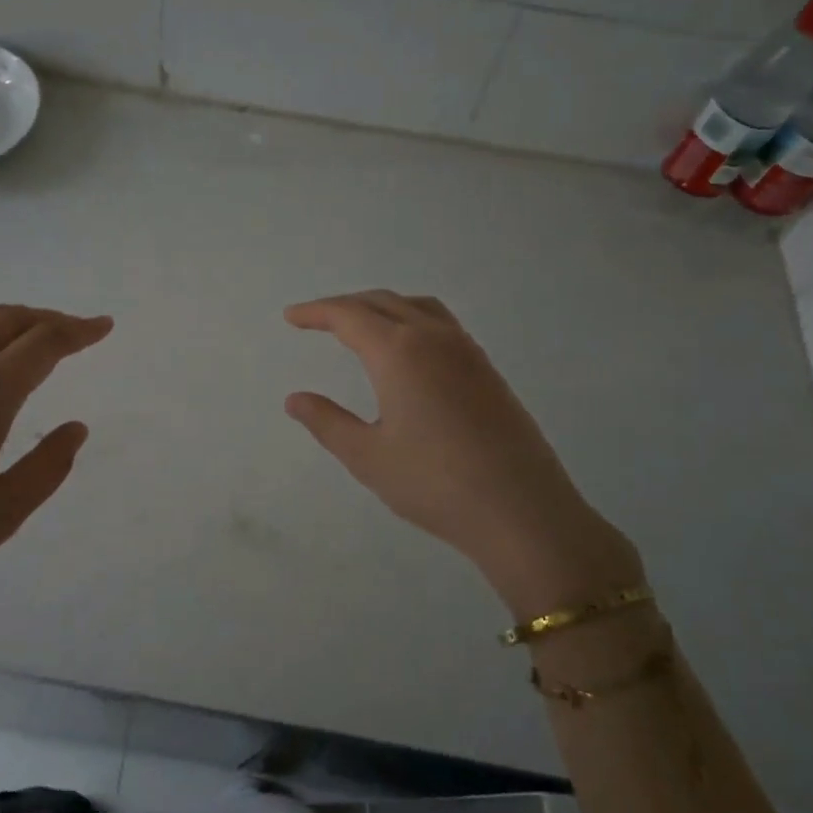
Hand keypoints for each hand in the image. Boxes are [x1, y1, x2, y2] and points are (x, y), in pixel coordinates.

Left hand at [0, 305, 110, 724]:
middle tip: (77, 331)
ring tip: (28, 327)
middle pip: (4, 323)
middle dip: (47, 320)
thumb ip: (47, 465)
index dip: (77, 332)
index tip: (104, 327)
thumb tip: (75, 428)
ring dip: (4, 316)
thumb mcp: (4, 512)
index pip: (40, 344)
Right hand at [285, 291, 642, 622]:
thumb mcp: (367, 456)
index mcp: (399, 352)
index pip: (349, 316)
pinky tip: (407, 351)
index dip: (316, 312)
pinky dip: (411, 320)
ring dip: (382, 307)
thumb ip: (327, 422)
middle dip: (344, 306)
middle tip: (315, 319)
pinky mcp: (487, 371)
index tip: (291, 317)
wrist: (521, 510)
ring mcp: (467, 352)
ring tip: (360, 325)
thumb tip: (295, 399)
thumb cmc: (434, 484)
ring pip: (417, 307)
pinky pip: (441, 325)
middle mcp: (434, 339)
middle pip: (383, 302)